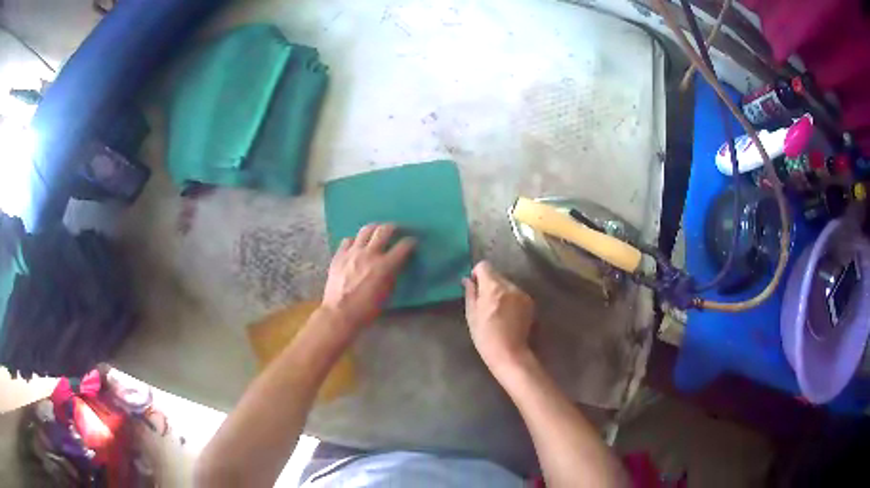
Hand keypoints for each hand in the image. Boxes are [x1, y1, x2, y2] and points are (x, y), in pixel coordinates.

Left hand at [322, 224, 415, 331]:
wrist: (339, 313)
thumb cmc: (366, 309)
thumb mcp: (387, 294)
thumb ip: (393, 275)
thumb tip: (396, 264)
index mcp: (384, 266)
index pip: (403, 246)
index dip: (411, 242)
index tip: (413, 241)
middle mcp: (369, 254)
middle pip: (384, 230)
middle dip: (393, 227)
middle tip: (396, 229)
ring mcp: (352, 252)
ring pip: (365, 230)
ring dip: (374, 228)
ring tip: (377, 231)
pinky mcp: (339, 255)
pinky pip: (348, 240)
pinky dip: (355, 240)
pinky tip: (357, 245)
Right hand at [463, 261, 535, 372]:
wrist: (509, 353)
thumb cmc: (485, 337)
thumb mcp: (471, 315)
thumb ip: (470, 293)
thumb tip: (467, 279)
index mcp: (493, 288)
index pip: (484, 266)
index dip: (477, 274)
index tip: (475, 287)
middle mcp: (510, 286)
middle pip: (496, 275)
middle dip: (489, 284)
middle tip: (484, 303)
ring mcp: (522, 294)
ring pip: (507, 285)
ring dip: (501, 292)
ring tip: (497, 311)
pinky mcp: (530, 302)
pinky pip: (516, 294)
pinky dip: (511, 299)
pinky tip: (508, 315)